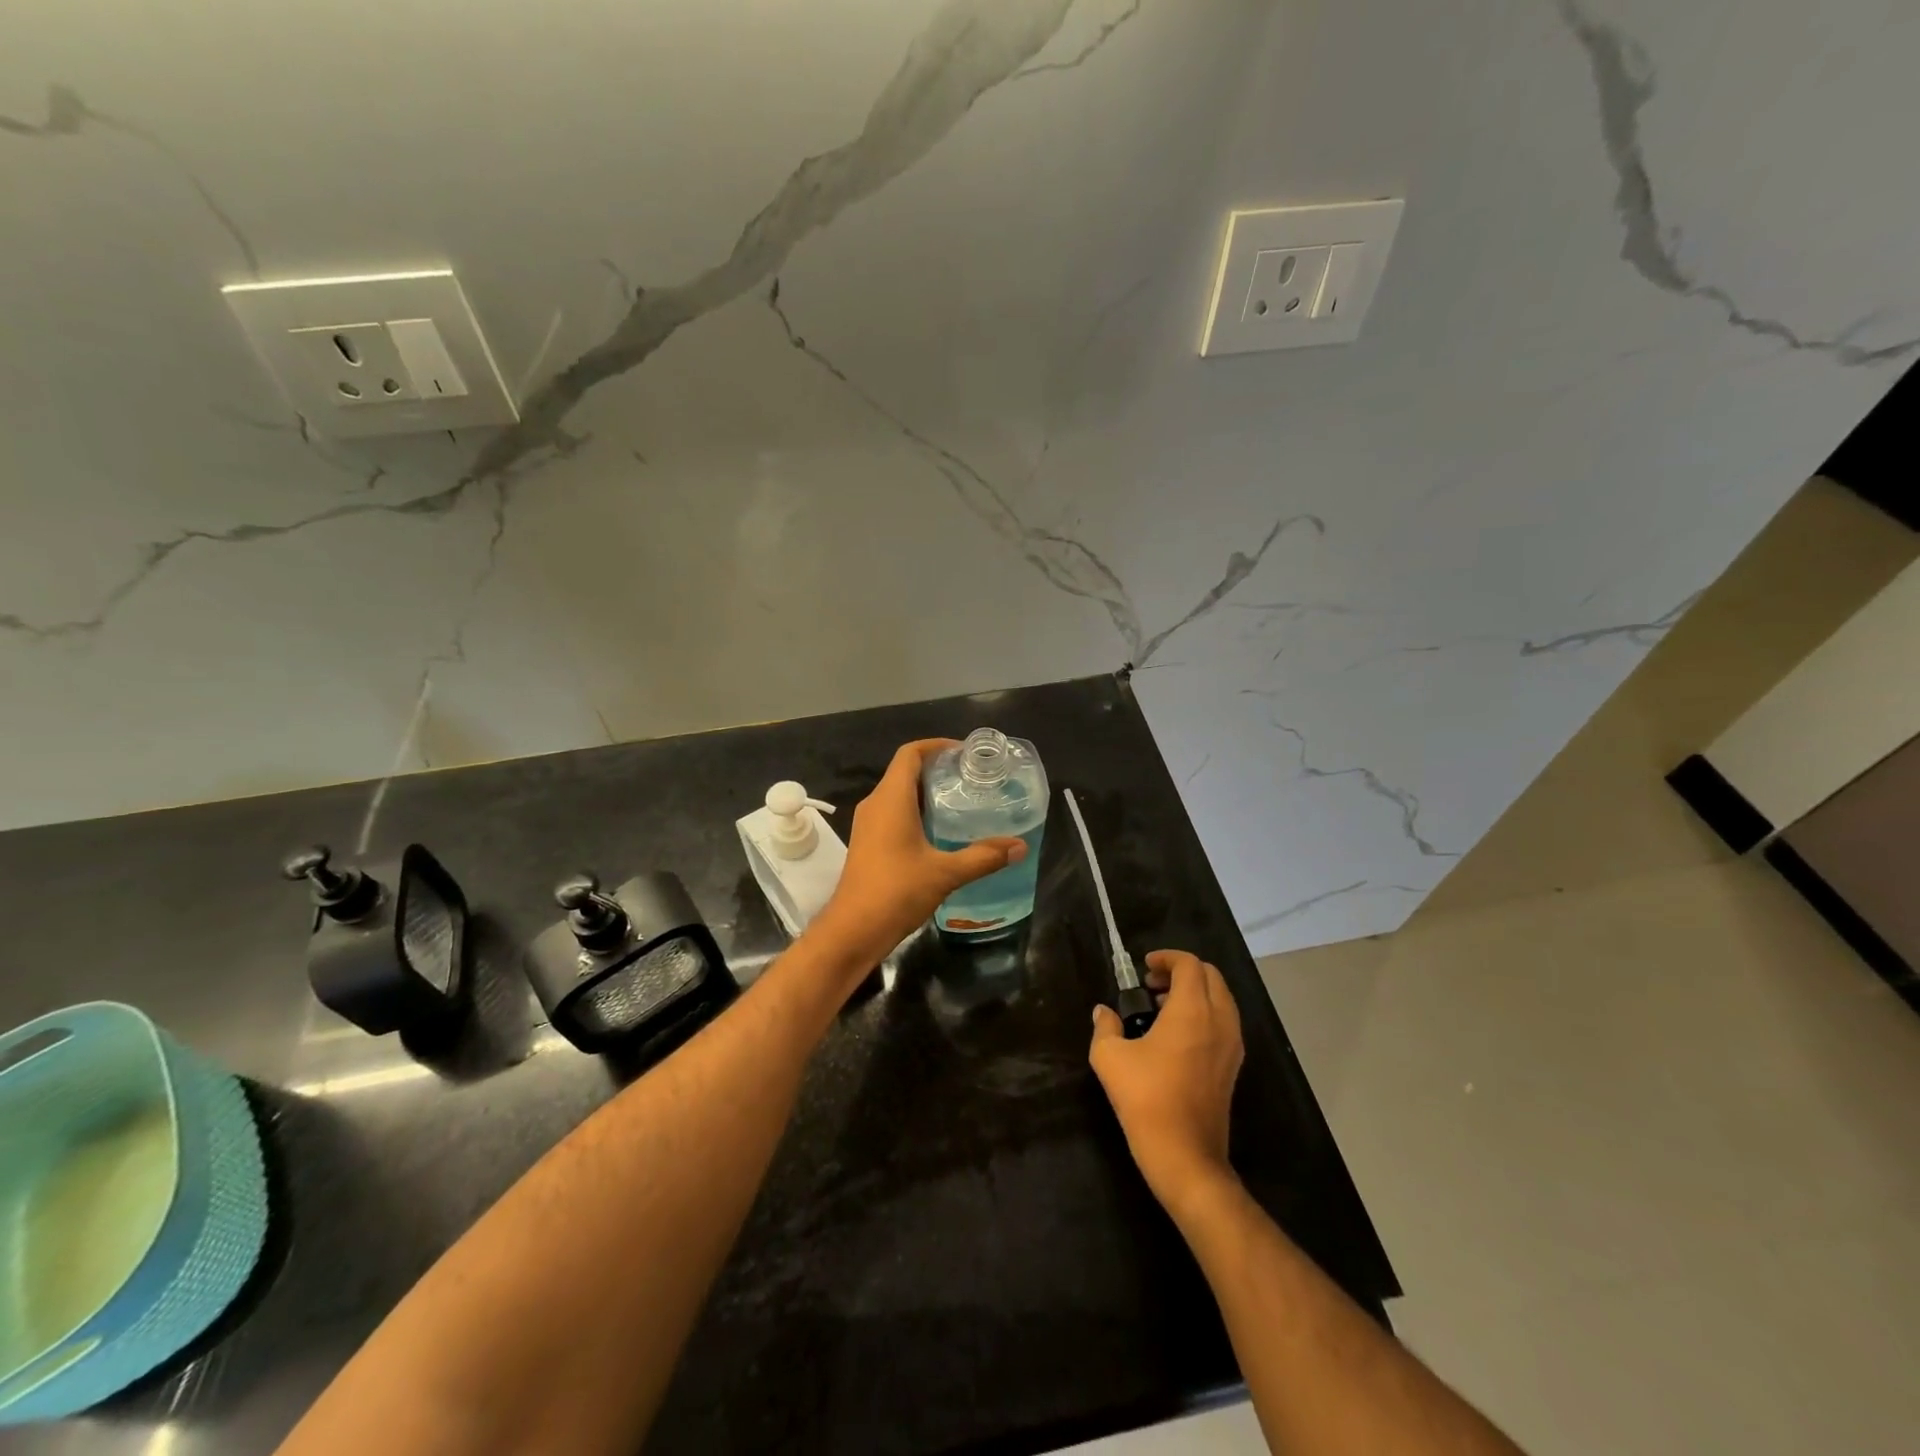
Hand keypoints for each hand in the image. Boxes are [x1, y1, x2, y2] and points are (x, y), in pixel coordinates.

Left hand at [807, 739, 1027, 971]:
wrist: (852, 931)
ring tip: (963, 803)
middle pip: (906, 772)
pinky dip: (917, 813)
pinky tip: (941, 832)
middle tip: (973, 779)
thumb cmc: (896, 892)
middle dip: (938, 770)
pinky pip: (894, 814)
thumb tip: (1019, 847)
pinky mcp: (869, 844)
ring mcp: (869, 825)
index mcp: (891, 799)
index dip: (936, 746)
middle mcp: (876, 804)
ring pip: (900, 795)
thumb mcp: (945, 873)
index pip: (910, 754)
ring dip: (928, 794)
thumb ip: (983, 857)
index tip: (965, 753)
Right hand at [1089, 949, 1244, 1209]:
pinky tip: (1175, 1034)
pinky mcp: (1233, 1066)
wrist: (1185, 1155)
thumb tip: (1103, 1013)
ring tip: (1161, 1007)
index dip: (1166, 958)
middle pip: (1211, 976)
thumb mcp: (1110, 1058)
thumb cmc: (1145, 1099)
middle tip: (1152, 983)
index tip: (1144, 967)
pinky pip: (1224, 1022)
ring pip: (1221, 999)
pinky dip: (1204, 1013)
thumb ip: (1105, 1027)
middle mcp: (1219, 1020)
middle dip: (1182, 971)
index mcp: (1192, 1010)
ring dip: (1195, 992)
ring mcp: (1232, 1045)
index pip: (1189, 965)